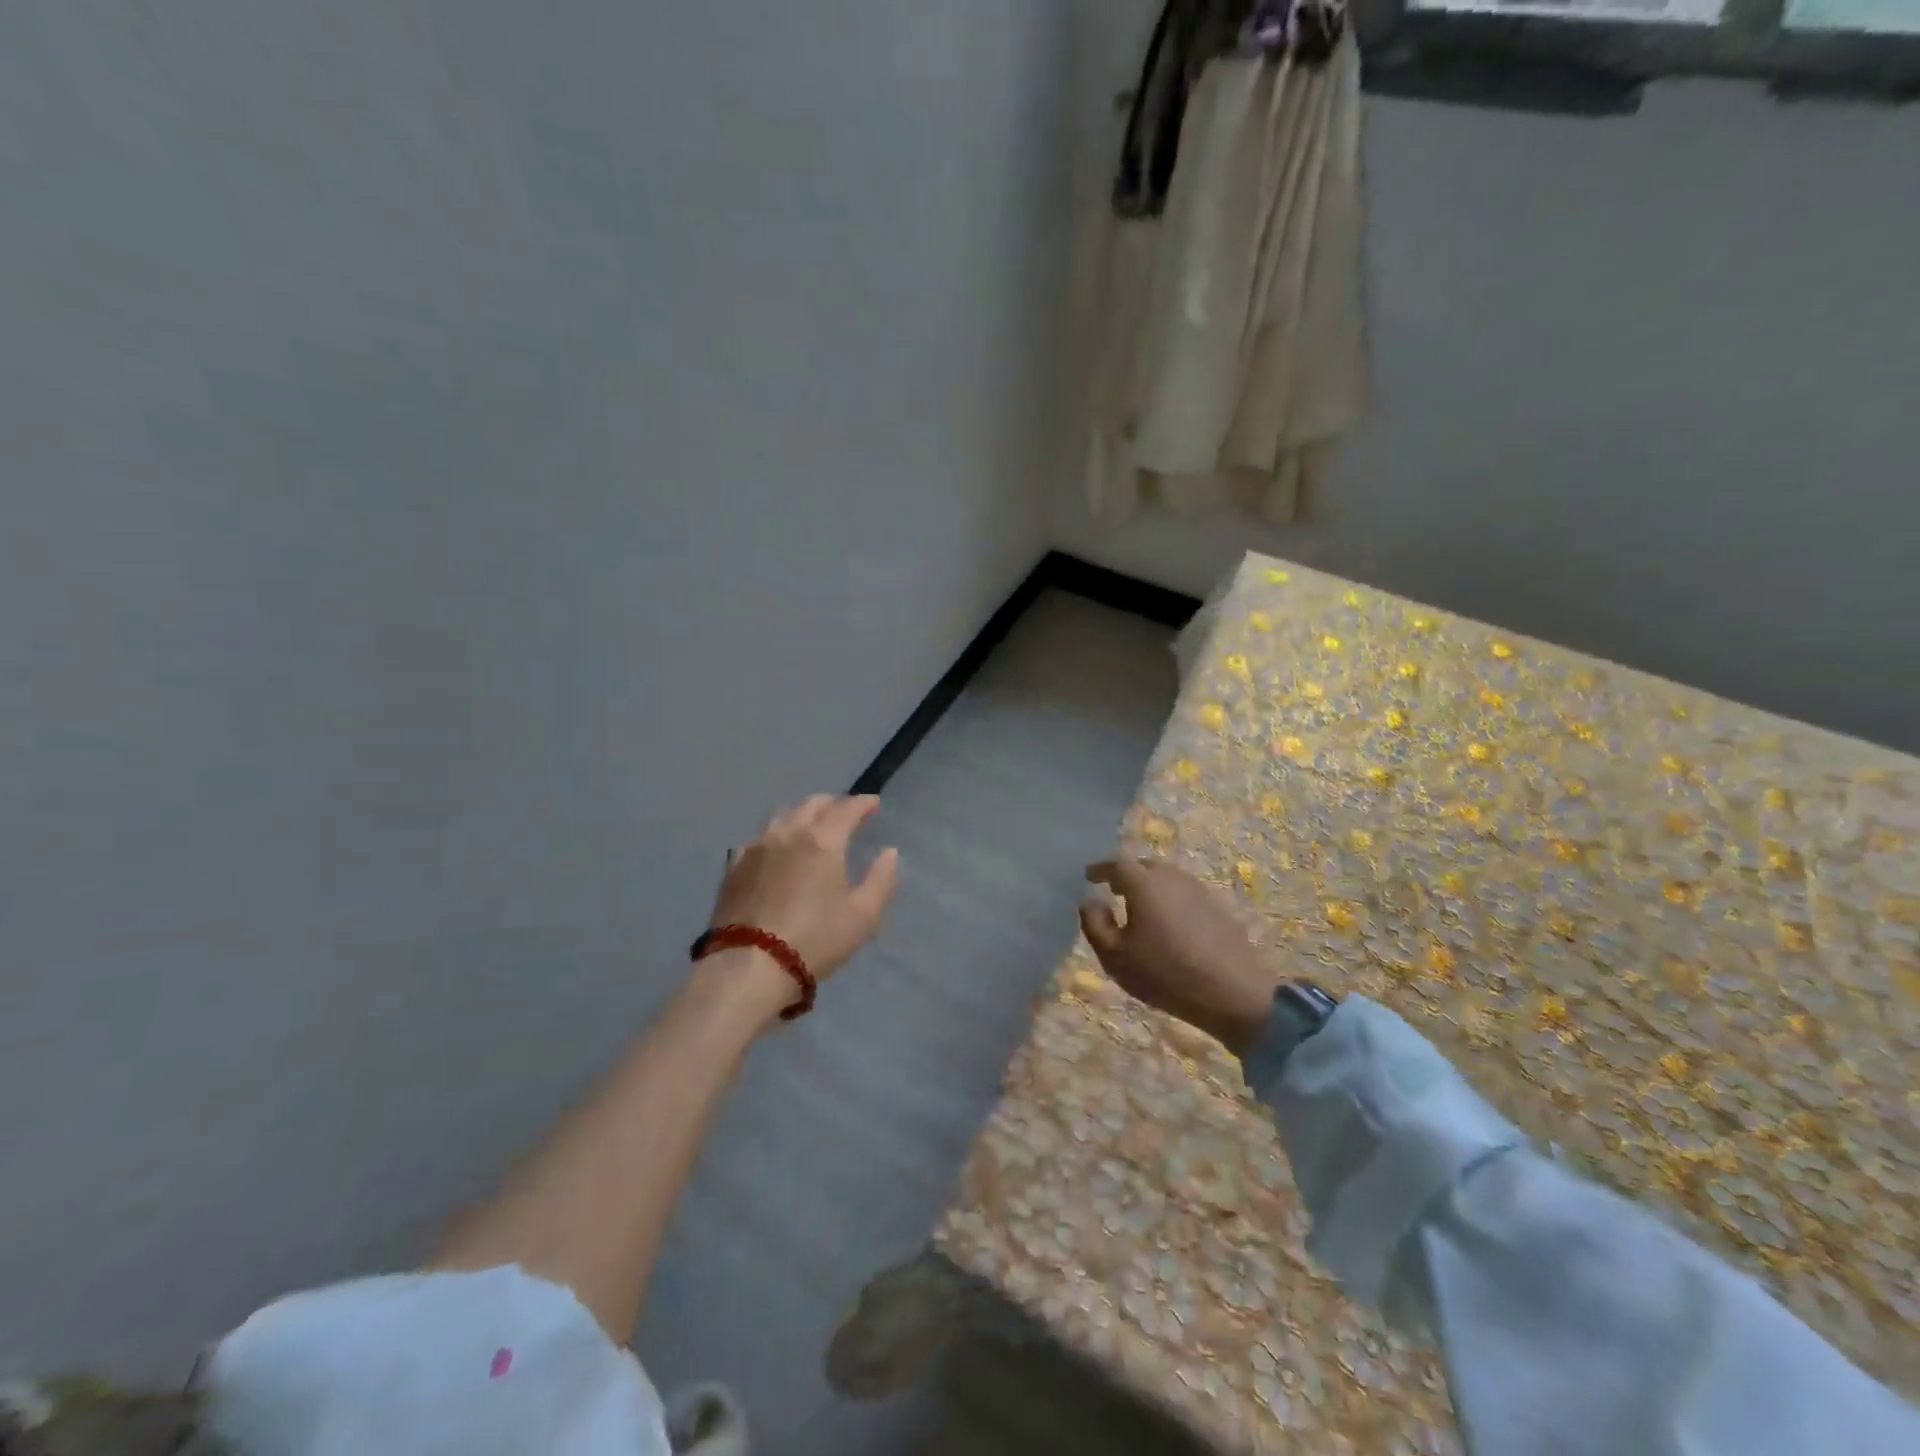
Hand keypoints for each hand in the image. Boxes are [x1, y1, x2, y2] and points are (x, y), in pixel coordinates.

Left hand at [708, 794, 900, 1002]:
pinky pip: (758, 839)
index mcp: (823, 840)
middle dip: (832, 803)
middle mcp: (788, 833)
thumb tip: (889, 852)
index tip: (873, 803)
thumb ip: (881, 879)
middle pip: (812, 805)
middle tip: (845, 812)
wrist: (750, 966)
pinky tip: (775, 848)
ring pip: (782, 816)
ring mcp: (756, 847)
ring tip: (811, 825)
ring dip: (802, 814)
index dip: (863, 802)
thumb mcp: (863, 915)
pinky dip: (775, 836)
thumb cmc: (816, 939)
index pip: (846, 808)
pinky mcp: (733, 867)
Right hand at [1079, 858, 1277, 1054]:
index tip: (1088, 877)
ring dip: (1148, 887)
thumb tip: (1090, 901)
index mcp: (1144, 883)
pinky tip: (1167, 923)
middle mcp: (1171, 877)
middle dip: (1125, 875)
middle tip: (1112, 891)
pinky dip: (1168, 900)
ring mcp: (1198, 889)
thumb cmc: (1166, 974)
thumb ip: (1095, 924)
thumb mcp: (1116, 957)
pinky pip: (1182, 893)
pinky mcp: (1216, 906)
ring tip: (1138, 908)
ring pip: (1165, 878)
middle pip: (1143, 866)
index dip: (1100, 868)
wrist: (1235, 993)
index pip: (1116, 863)